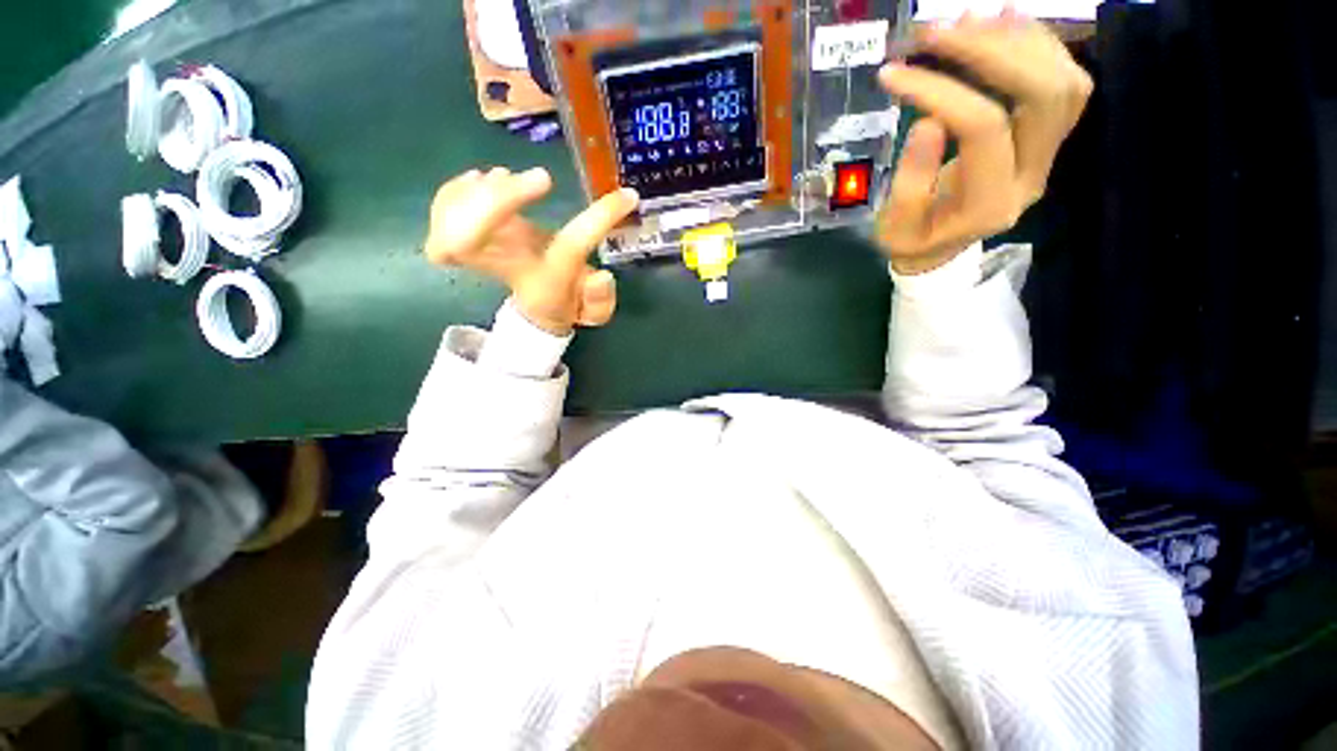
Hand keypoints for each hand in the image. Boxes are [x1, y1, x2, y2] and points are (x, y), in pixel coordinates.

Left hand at [424, 167, 638, 335]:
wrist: (535, 305)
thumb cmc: (565, 303)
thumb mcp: (593, 309)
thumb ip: (601, 300)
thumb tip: (602, 276)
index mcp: (545, 280)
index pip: (568, 248)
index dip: (600, 220)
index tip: (625, 198)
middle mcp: (506, 266)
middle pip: (469, 242)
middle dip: (499, 203)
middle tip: (543, 180)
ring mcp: (480, 251)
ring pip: (449, 225)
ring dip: (481, 192)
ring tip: (506, 179)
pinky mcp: (463, 234)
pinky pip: (440, 213)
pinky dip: (454, 190)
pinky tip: (480, 180)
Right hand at [877, 10, 1092, 273]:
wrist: (940, 251)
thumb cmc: (911, 242)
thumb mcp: (895, 227)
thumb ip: (910, 183)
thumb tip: (930, 120)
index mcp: (990, 203)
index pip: (981, 129)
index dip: (940, 90)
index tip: (893, 73)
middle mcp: (1033, 175)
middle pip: (1043, 94)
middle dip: (992, 50)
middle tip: (939, 30)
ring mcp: (1048, 155)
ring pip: (1064, 81)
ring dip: (1019, 40)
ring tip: (968, 20)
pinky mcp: (1048, 139)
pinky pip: (1065, 82)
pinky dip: (1037, 44)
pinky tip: (1002, 22)